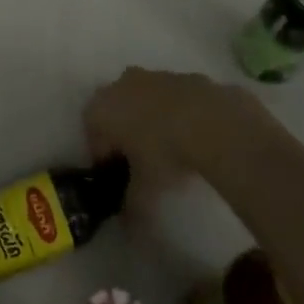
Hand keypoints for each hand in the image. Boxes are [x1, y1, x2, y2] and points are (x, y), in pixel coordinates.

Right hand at [84, 67, 273, 207]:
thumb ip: (131, 208)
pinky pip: (169, 97)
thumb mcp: (145, 192)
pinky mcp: (180, 75)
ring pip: (142, 100)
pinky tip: (192, 136)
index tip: (120, 179)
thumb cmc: (164, 154)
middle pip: (115, 112)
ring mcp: (151, 76)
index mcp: (100, 111)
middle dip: (124, 134)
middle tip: (143, 163)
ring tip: (171, 150)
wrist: (210, 121)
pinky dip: (175, 113)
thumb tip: (128, 228)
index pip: (93, 138)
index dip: (105, 160)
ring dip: (149, 120)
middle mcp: (119, 85)